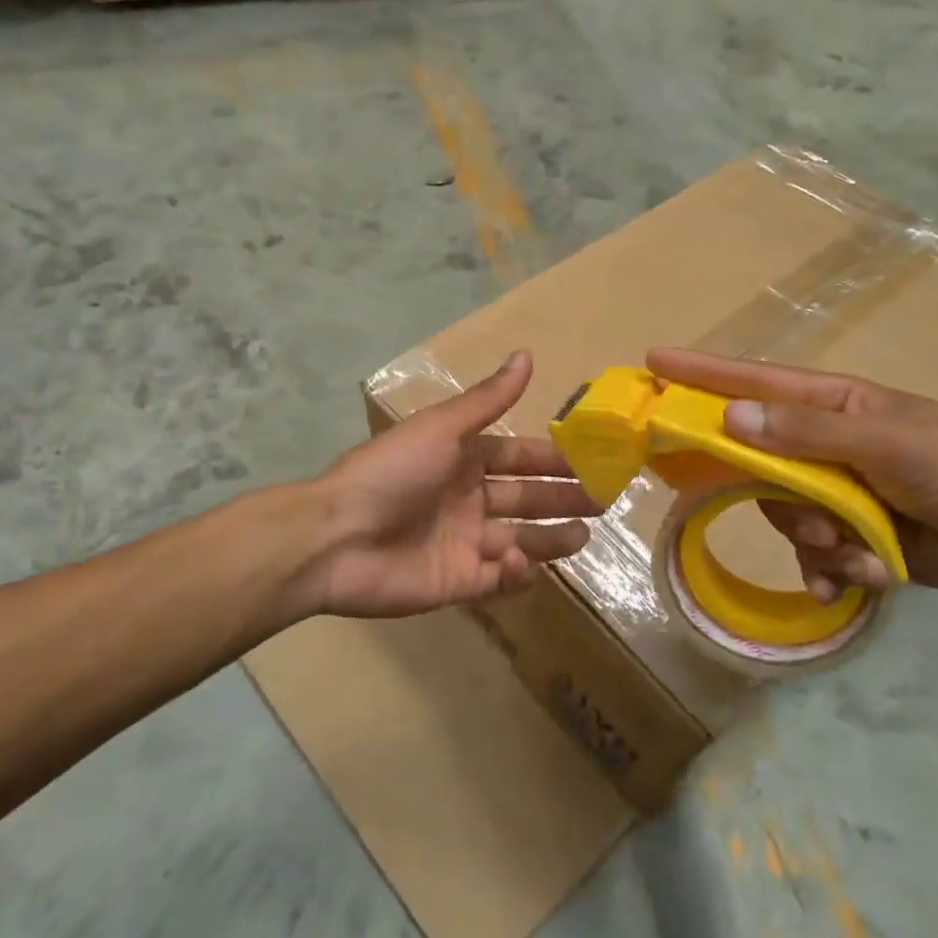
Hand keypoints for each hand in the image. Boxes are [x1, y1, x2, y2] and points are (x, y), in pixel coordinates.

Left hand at [303, 351, 597, 617]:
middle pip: (525, 499)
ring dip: (550, 540)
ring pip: (518, 540)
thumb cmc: (392, 472)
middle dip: (562, 500)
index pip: (517, 457)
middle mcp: (466, 500)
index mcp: (462, 460)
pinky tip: (519, 562)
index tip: (592, 462)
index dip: (552, 460)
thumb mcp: (442, 428)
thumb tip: (526, 354)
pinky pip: (496, 580)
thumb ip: (488, 399)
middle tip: (602, 503)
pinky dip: (513, 573)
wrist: (336, 536)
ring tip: (581, 536)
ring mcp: (461, 543)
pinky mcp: (455, 583)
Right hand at [647, 349, 937, 590]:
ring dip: (814, 539)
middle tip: (809, 519)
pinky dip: (830, 568)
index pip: (755, 382)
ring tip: (856, 551)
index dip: (703, 374)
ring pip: (783, 513)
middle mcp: (826, 443)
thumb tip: (731, 416)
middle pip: (761, 462)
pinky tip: (857, 578)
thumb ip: (805, 432)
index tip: (654, 364)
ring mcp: (836, 490)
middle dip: (779, 496)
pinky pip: (811, 551)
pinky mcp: (849, 534)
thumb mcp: (882, 441)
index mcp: (834, 404)